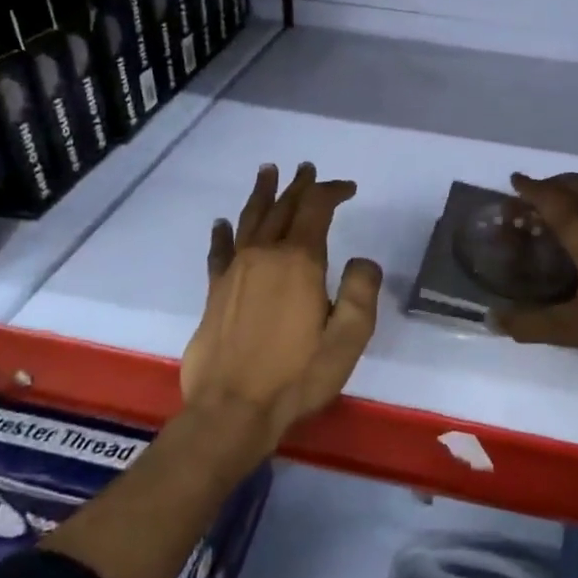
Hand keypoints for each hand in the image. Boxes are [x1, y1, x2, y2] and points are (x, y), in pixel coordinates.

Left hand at [180, 163, 381, 444]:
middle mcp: (264, 255)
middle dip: (298, 186)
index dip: (332, 191)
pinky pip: (220, 250)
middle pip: (282, 208)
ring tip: (268, 172)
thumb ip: (361, 292)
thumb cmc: (297, 375)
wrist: (232, 409)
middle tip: (306, 168)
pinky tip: (223, 223)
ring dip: (262, 194)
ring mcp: (235, 271)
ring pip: (250, 219)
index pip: (315, 208)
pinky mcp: (215, 291)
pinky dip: (223, 232)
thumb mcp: (348, 338)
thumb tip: (362, 260)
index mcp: (299, 261)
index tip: (347, 188)